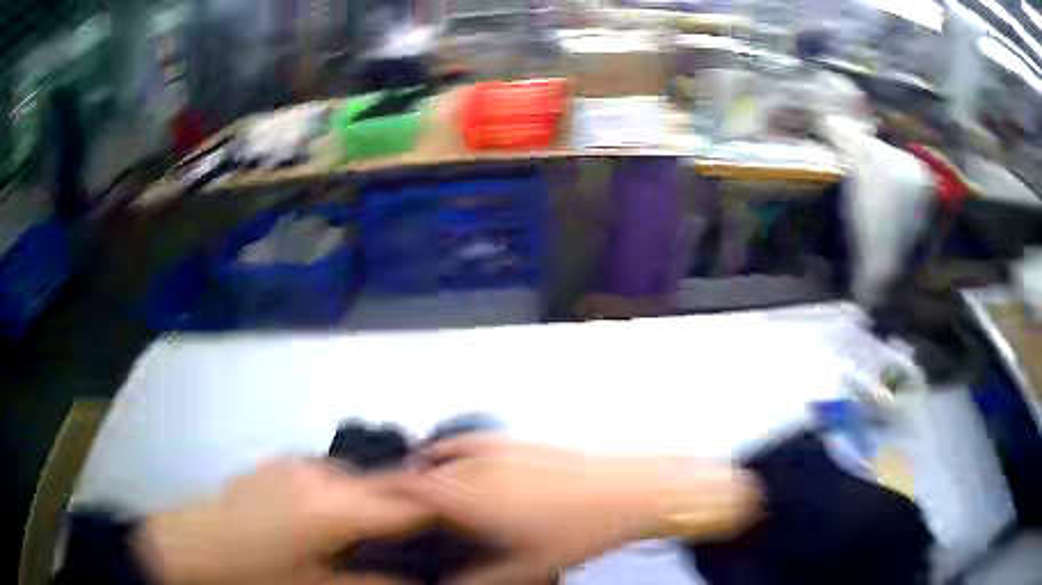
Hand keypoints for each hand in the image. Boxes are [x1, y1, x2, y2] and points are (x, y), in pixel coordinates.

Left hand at [134, 458, 430, 584]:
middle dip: (406, 511)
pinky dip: (343, 499)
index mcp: (331, 506)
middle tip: (418, 542)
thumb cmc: (253, 576)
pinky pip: (326, 479)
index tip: (461, 531)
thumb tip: (420, 580)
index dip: (442, 513)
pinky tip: (331, 526)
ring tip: (376, 537)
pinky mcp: (276, 467)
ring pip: (355, 480)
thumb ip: (375, 582)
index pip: (406, 501)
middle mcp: (317, 475)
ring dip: (373, 505)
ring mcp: (293, 466)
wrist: (188, 547)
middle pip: (383, 485)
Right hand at [407, 436, 759, 584]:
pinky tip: (460, 461)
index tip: (382, 508)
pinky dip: (454, 450)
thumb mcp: (530, 567)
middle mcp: (482, 467)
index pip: (416, 493)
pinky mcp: (521, 442)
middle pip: (427, 473)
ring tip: (423, 486)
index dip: (393, 500)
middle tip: (402, 506)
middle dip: (409, 490)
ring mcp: (502, 449)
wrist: (629, 492)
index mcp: (477, 497)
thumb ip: (482, 579)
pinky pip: (472, 441)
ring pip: (446, 455)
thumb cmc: (585, 527)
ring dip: (429, 469)